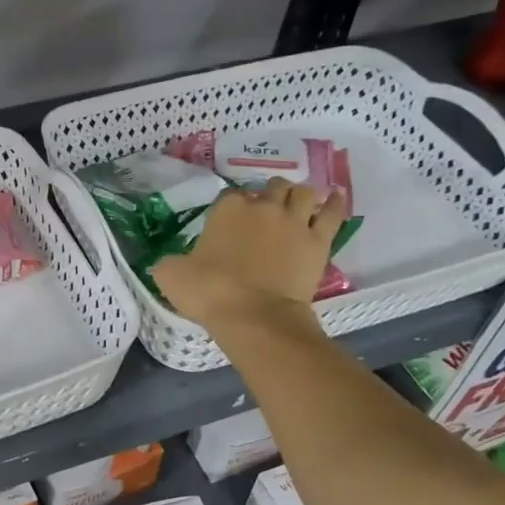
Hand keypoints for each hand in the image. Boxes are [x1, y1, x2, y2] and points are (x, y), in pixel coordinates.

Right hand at [154, 178, 344, 334]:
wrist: (253, 316)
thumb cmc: (209, 292)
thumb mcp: (170, 276)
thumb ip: (169, 262)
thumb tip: (170, 262)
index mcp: (227, 210)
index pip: (230, 197)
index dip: (230, 208)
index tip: (228, 224)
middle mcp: (263, 207)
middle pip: (271, 188)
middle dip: (268, 197)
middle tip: (263, 216)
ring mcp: (295, 221)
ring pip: (303, 193)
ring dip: (298, 197)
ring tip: (295, 208)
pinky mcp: (319, 240)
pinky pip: (333, 213)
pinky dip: (335, 204)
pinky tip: (335, 199)